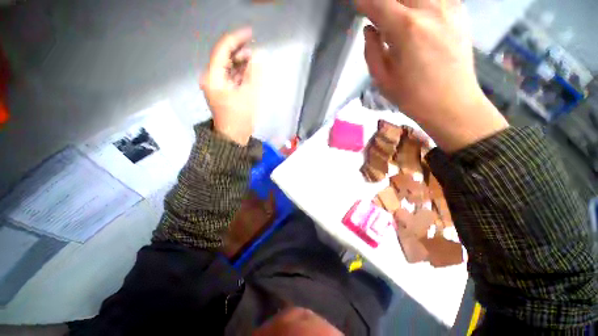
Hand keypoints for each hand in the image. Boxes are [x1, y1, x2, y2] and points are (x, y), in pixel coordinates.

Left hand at [201, 28, 258, 145]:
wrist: (233, 137)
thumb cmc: (239, 118)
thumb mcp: (248, 94)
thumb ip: (253, 74)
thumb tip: (258, 56)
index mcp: (213, 77)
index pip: (223, 50)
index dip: (236, 39)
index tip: (250, 34)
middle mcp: (212, 78)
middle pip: (224, 57)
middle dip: (240, 52)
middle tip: (256, 51)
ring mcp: (216, 85)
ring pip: (228, 67)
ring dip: (241, 63)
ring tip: (255, 62)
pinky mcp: (222, 92)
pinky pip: (231, 77)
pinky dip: (240, 73)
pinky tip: (250, 73)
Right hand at [357, 0, 508, 152]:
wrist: (452, 103)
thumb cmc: (412, 97)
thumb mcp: (383, 79)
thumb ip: (371, 50)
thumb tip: (369, 29)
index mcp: (406, 28)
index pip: (377, 2)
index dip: (363, 2)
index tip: (356, 5)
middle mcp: (429, 8)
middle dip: (382, 1)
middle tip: (375, 13)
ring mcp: (448, 6)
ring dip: (400, 3)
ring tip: (392, 19)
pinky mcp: (459, 10)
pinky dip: (417, 4)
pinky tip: (413, 16)